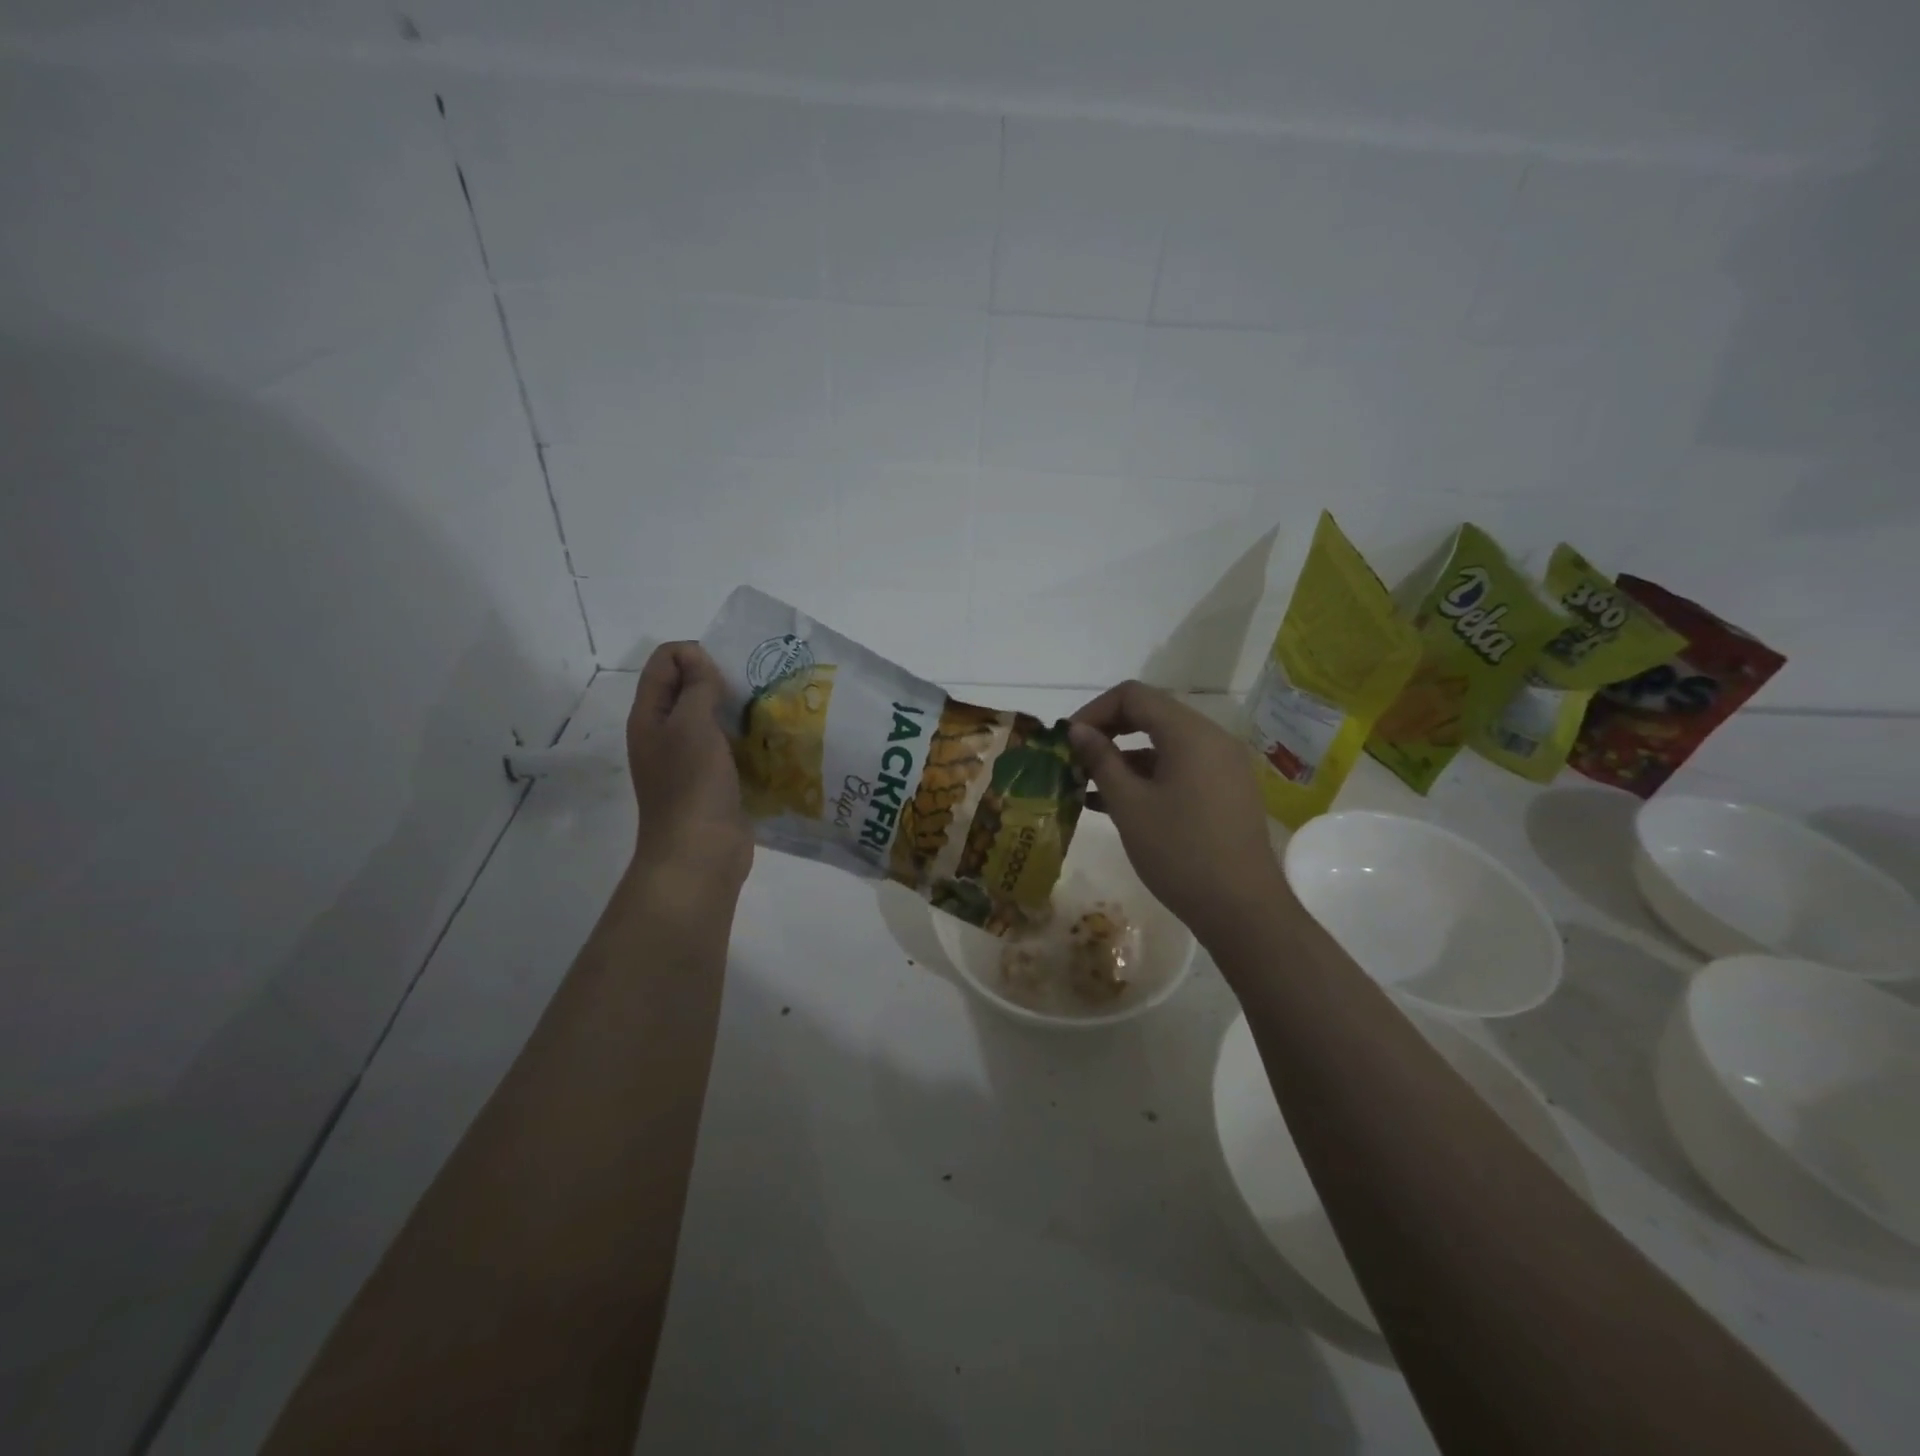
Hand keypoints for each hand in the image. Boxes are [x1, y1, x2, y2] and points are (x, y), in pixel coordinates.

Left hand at [627, 642, 751, 893]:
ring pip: (713, 718)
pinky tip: (770, 740)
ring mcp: (690, 759)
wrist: (700, 854)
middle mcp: (666, 733)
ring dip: (738, 709)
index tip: (726, 674)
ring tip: (768, 710)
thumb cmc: (692, 785)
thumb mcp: (692, 726)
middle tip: (754, 687)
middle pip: (688, 688)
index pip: (665, 662)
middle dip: (720, 679)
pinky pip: (730, 746)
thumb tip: (699, 660)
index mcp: (650, 716)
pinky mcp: (715, 780)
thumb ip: (696, 687)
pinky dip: (747, 738)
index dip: (694, 655)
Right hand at [1068, 680, 1289, 944]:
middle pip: (1151, 715)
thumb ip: (1101, 760)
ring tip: (1087, 786)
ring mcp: (1223, 766)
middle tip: (1075, 759)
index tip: (1068, 740)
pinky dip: (1148, 776)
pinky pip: (1180, 768)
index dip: (1094, 711)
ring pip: (1165, 744)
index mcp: (1190, 733)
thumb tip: (1078, 730)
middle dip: (1108, 732)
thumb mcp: (1129, 805)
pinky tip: (1116, 803)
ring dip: (1125, 757)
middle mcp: (1211, 739)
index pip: (1134, 696)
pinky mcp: (1225, 791)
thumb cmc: (1179, 852)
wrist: (1242, 909)